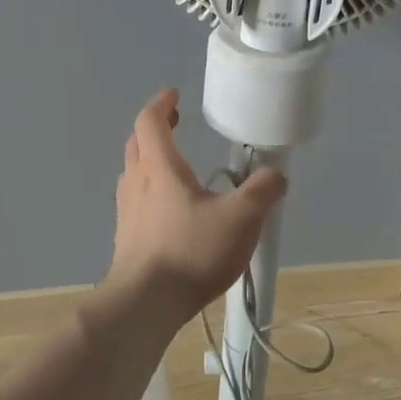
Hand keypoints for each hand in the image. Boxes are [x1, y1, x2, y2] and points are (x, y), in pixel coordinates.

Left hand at [105, 89, 286, 320]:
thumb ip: (262, 191)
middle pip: (137, 143)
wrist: (145, 304)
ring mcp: (126, 212)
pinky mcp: (126, 239)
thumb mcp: (241, 218)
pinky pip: (135, 202)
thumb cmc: (191, 252)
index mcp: (160, 168)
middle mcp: (136, 183)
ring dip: (150, 160)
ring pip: (133, 173)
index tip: (175, 95)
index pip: (150, 121)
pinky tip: (171, 211)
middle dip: (155, 129)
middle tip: (176, 124)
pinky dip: (150, 192)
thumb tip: (274, 175)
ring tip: (176, 167)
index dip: (161, 104)